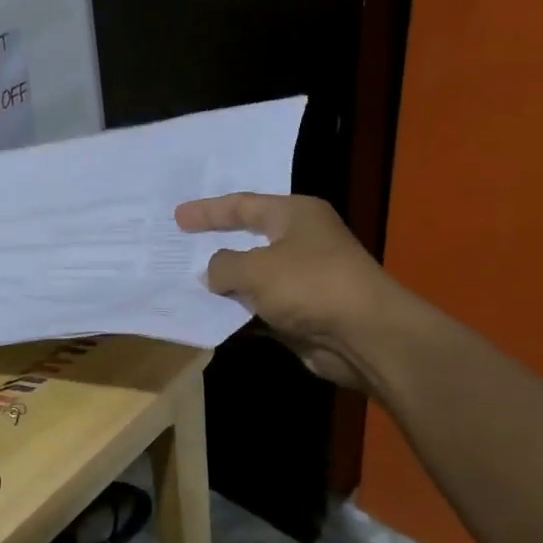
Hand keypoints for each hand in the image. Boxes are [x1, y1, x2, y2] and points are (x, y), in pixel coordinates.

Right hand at [174, 193, 410, 392]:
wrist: (365, 336)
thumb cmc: (310, 285)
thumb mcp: (255, 268)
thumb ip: (223, 265)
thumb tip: (213, 273)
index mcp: (295, 215)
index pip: (243, 205)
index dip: (208, 211)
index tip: (178, 217)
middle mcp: (301, 242)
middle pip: (248, 240)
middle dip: (214, 247)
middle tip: (180, 247)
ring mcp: (303, 280)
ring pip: (252, 279)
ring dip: (224, 286)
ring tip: (184, 286)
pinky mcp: (302, 314)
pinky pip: (260, 309)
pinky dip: (238, 313)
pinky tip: (210, 318)